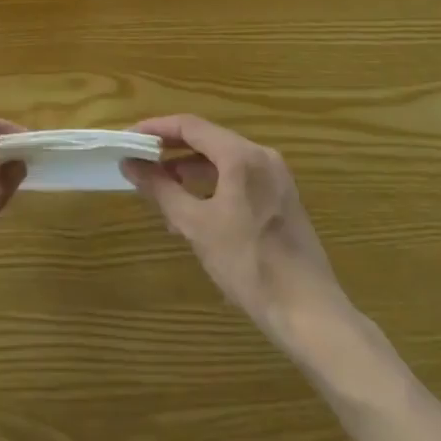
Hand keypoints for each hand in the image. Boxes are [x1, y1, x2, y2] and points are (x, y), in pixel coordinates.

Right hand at [123, 115, 354, 356]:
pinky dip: (213, 185)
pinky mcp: (283, 199)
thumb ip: (160, 188)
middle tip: (142, 163)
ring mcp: (276, 178)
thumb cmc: (249, 264)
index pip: (190, 126)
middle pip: (207, 139)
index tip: (130, 137)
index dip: (156, 128)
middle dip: (172, 151)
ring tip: (164, 193)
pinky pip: (239, 178)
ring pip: (223, 160)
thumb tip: (130, 164)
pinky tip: (196, 212)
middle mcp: (262, 156)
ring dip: (191, 170)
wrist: (310, 315)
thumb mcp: (196, 225)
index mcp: (241, 155)